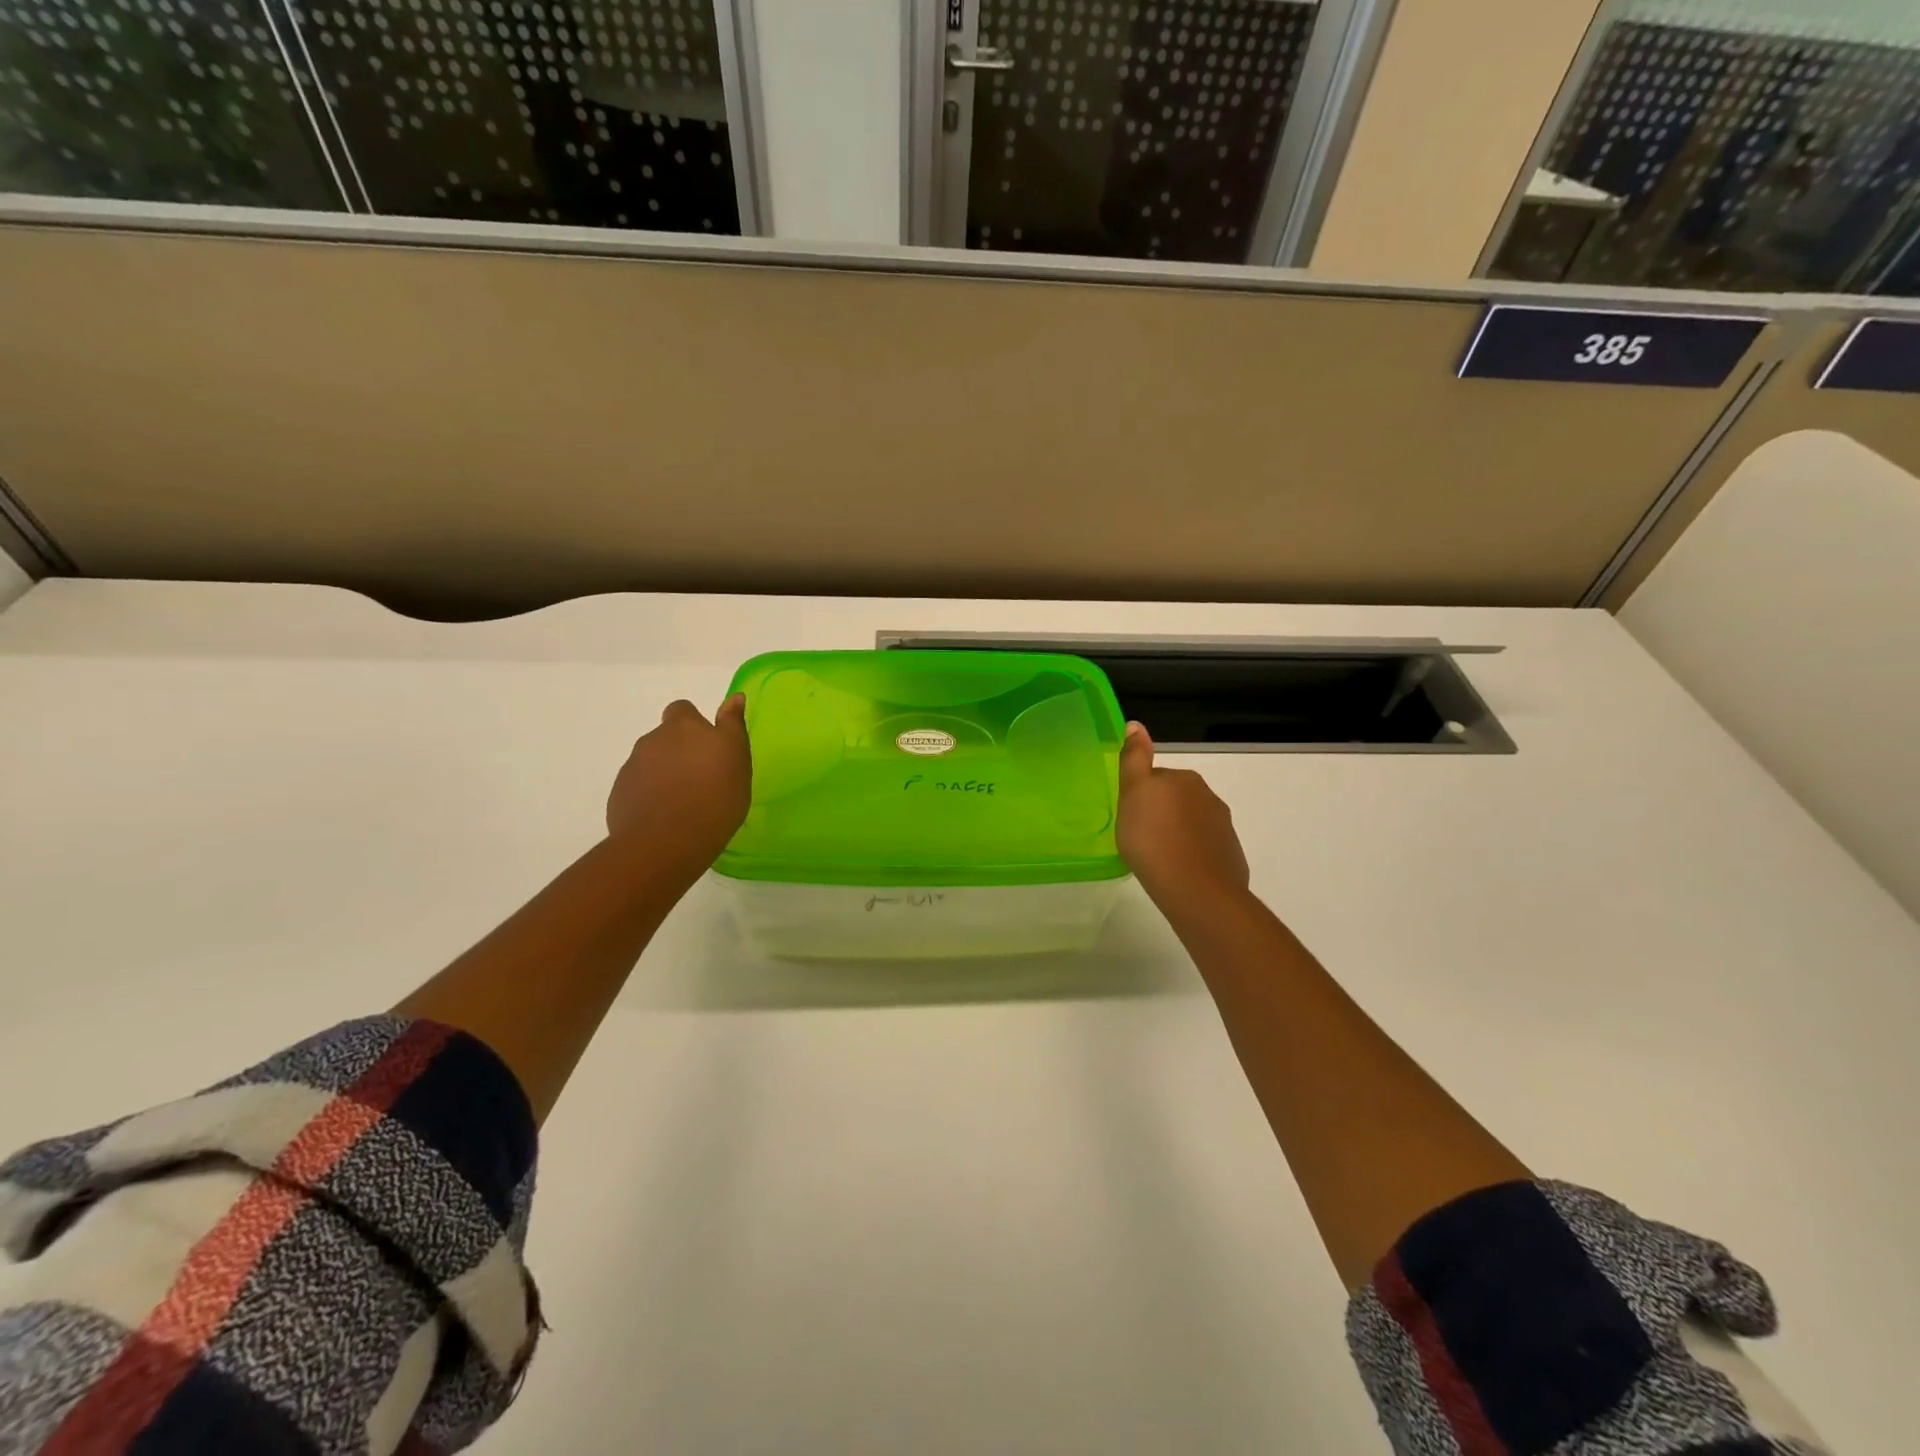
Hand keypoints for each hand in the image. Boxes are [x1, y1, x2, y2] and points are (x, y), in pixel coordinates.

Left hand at [605, 695, 751, 869]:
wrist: (666, 842)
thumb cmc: (714, 797)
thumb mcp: (737, 758)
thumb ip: (732, 725)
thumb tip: (735, 697)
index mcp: (683, 727)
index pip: (683, 710)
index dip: (694, 724)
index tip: (708, 747)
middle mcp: (653, 740)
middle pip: (666, 738)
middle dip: (679, 752)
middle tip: (702, 779)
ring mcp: (632, 768)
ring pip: (651, 764)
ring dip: (665, 775)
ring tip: (685, 803)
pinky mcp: (619, 795)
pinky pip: (638, 789)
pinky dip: (651, 797)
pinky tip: (667, 818)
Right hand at [1116, 721, 1249, 912]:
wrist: (1195, 889)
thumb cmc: (1153, 839)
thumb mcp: (1133, 793)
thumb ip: (1135, 759)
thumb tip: (1136, 724)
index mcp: (1184, 779)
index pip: (1157, 778)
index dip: (1142, 796)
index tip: (1131, 816)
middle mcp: (1208, 797)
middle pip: (1176, 800)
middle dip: (1161, 813)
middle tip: (1140, 838)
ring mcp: (1223, 828)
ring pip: (1192, 824)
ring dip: (1177, 834)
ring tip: (1158, 857)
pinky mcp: (1230, 856)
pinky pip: (1205, 849)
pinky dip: (1192, 855)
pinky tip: (1178, 872)